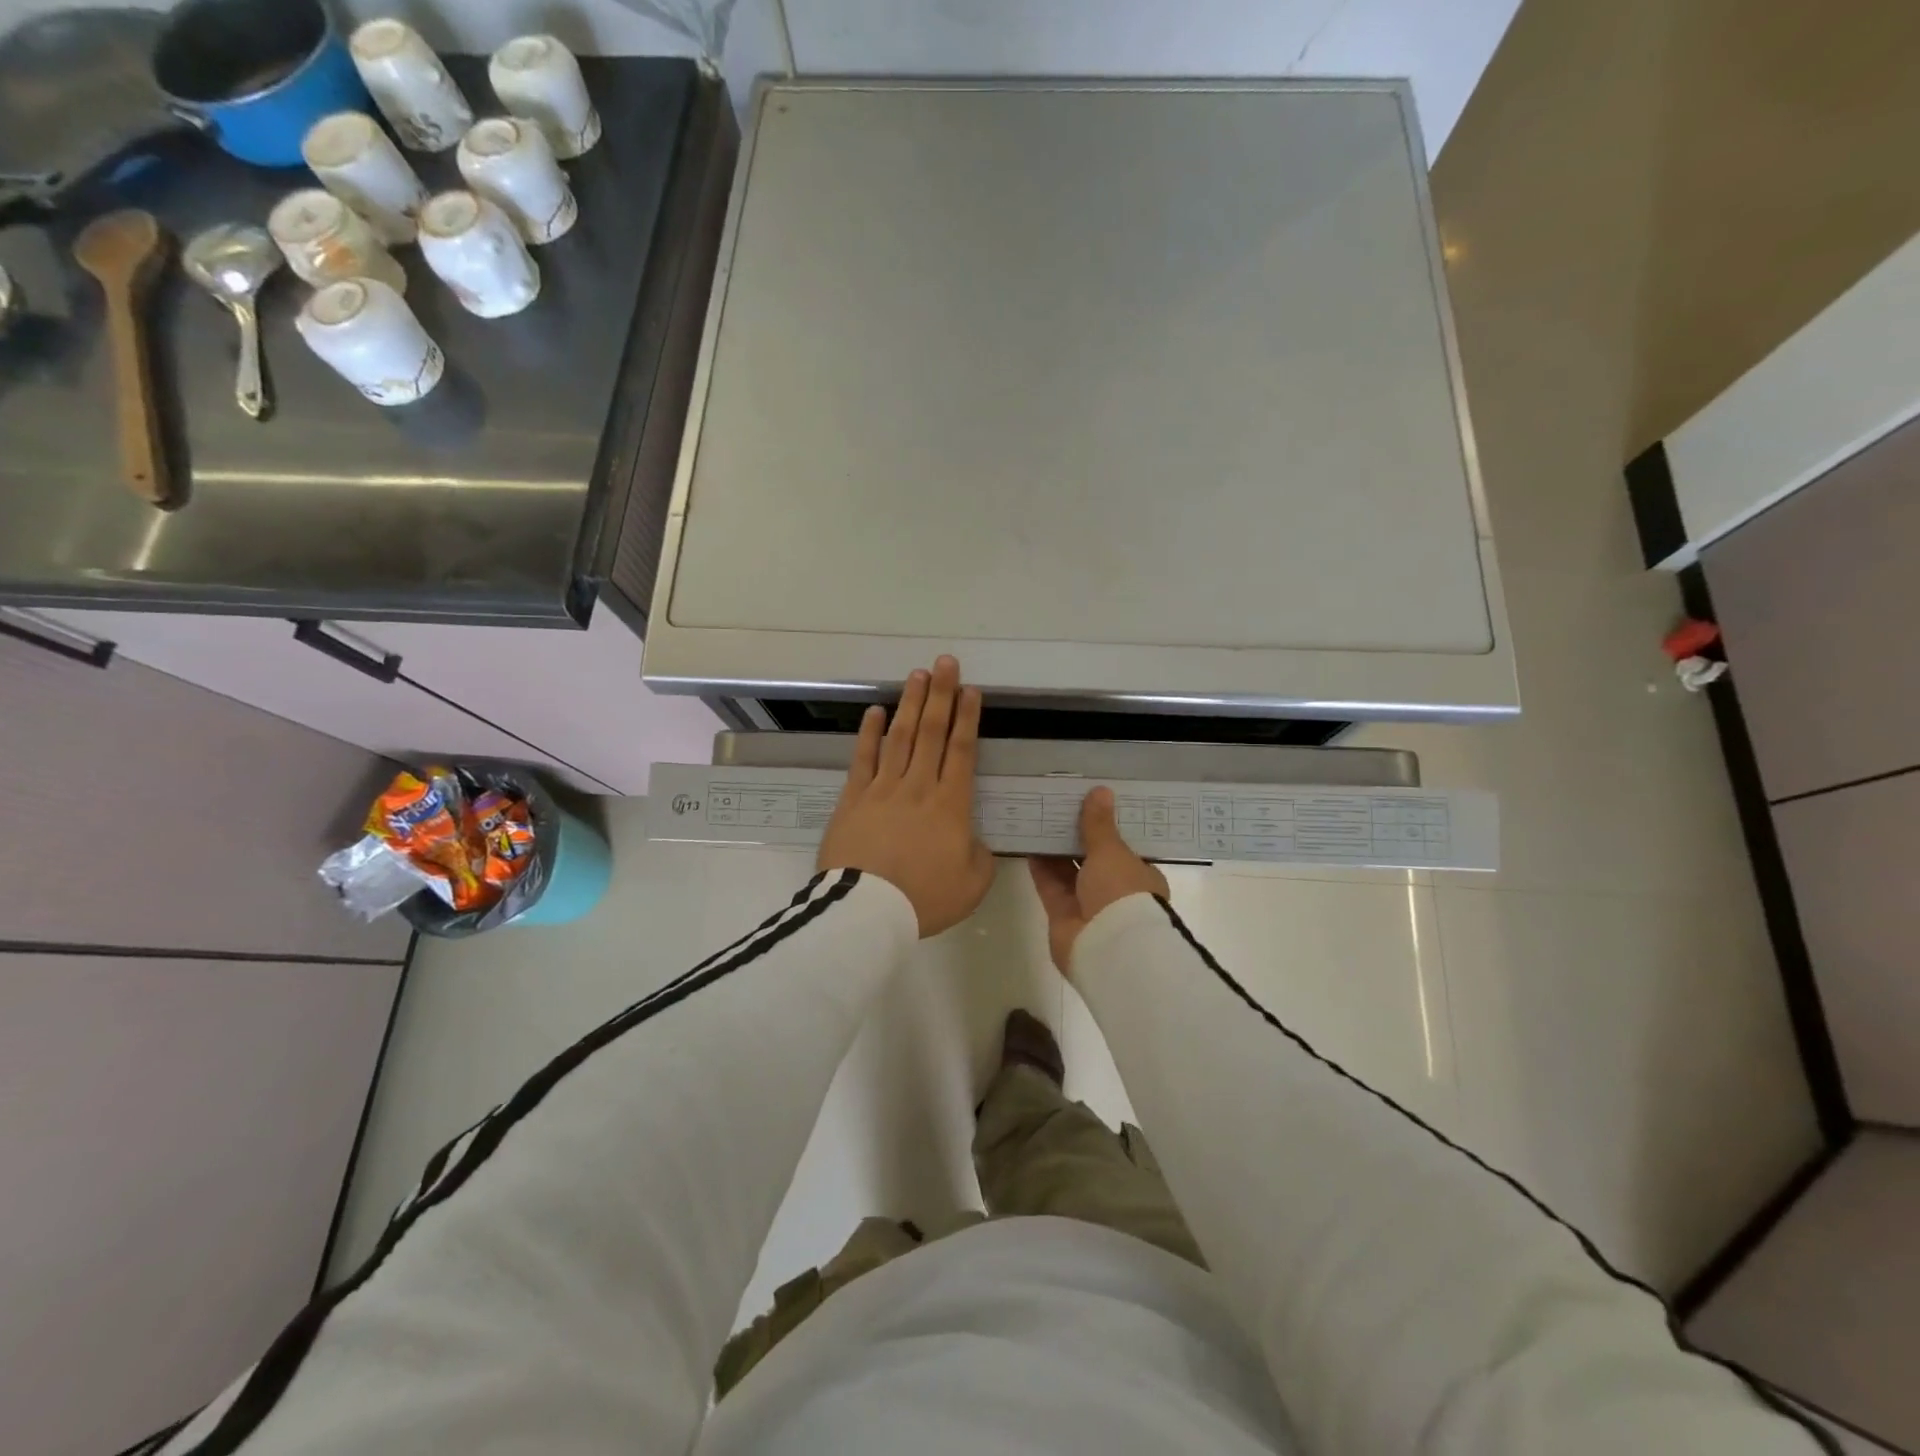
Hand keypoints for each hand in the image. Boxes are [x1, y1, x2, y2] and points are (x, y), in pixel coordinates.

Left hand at [817, 656, 995, 937]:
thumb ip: (981, 857)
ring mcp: (882, 789)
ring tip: (917, 675)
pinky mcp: (853, 798)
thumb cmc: (923, 898)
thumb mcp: (972, 885)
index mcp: (951, 805)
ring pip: (900, 737)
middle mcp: (918, 786)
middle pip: (932, 732)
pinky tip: (875, 711)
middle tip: (945, 663)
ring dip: (910, 704)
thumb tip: (975, 841)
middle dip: (941, 695)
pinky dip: (870, 733)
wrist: (866, 910)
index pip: (962, 751)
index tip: (971, 691)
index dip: (967, 718)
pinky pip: (863, 758)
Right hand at [1029, 786, 1169, 974]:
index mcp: (1140, 876)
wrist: (1109, 948)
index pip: (1123, 848)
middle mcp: (1116, 891)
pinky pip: (1050, 886)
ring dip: (1055, 850)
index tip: (1088, 806)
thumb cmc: (1122, 893)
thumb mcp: (1111, 851)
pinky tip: (1028, 844)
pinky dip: (1040, 867)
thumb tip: (1100, 790)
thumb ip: (1099, 824)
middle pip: (1093, 859)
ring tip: (1038, 819)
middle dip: (1077, 838)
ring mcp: (1088, 905)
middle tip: (1057, 807)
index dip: (1106, 828)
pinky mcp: (1063, 916)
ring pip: (1069, 872)